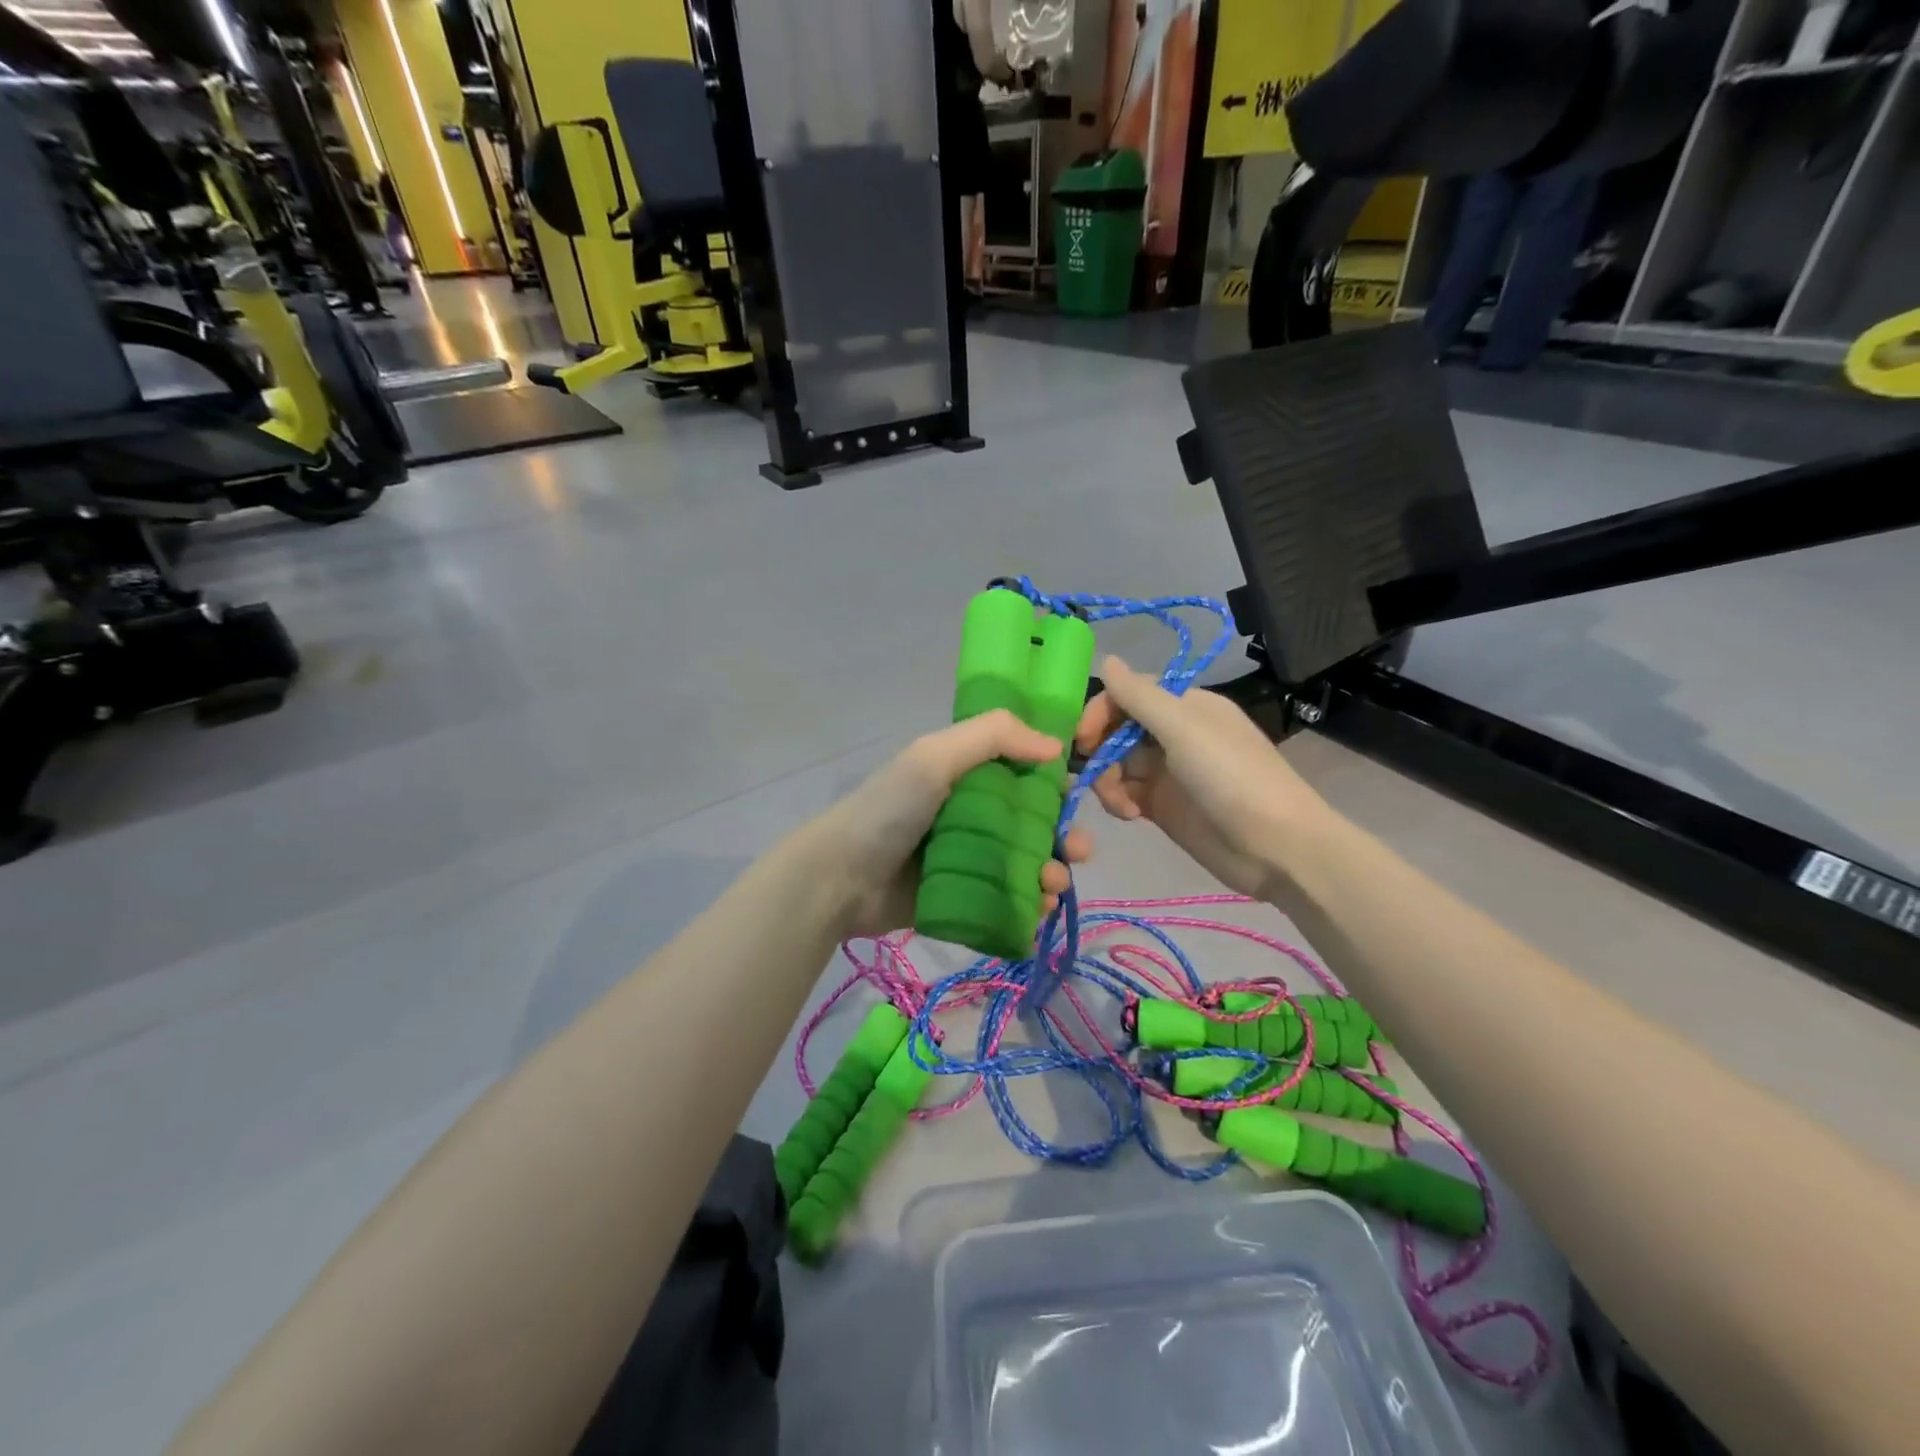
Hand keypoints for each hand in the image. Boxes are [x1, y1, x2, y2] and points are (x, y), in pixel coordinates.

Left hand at [817, 710, 1092, 937]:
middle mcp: (974, 816)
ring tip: (1054, 886)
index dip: (1056, 784)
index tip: (1078, 797)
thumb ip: (993, 736)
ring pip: (1029, 864)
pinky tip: (1039, 910)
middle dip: (1065, 835)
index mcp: (967, 777)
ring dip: (1054, 872)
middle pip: (1036, 824)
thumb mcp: (934, 756)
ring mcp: (971, 861)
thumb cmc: (889, 810)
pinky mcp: (966, 899)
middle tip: (1078, 851)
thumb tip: (1055, 744)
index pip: (1025, 775)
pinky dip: (1032, 905)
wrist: (840, 879)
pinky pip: (1010, 901)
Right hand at [1075, 656, 1330, 897]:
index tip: (1081, 738)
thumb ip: (1140, 696)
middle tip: (1092, 775)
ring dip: (1107, 780)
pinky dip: (1119, 802)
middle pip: (1117, 731)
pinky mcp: (1163, 807)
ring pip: (1116, 765)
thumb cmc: (1231, 777)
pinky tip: (1130, 815)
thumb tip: (1106, 659)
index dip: (1100, 712)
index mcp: (1184, 707)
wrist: (1275, 847)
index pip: (1128, 695)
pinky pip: (1125, 794)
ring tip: (1119, 804)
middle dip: (1099, 750)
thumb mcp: (1184, 728)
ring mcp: (1167, 772)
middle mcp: (1173, 734)